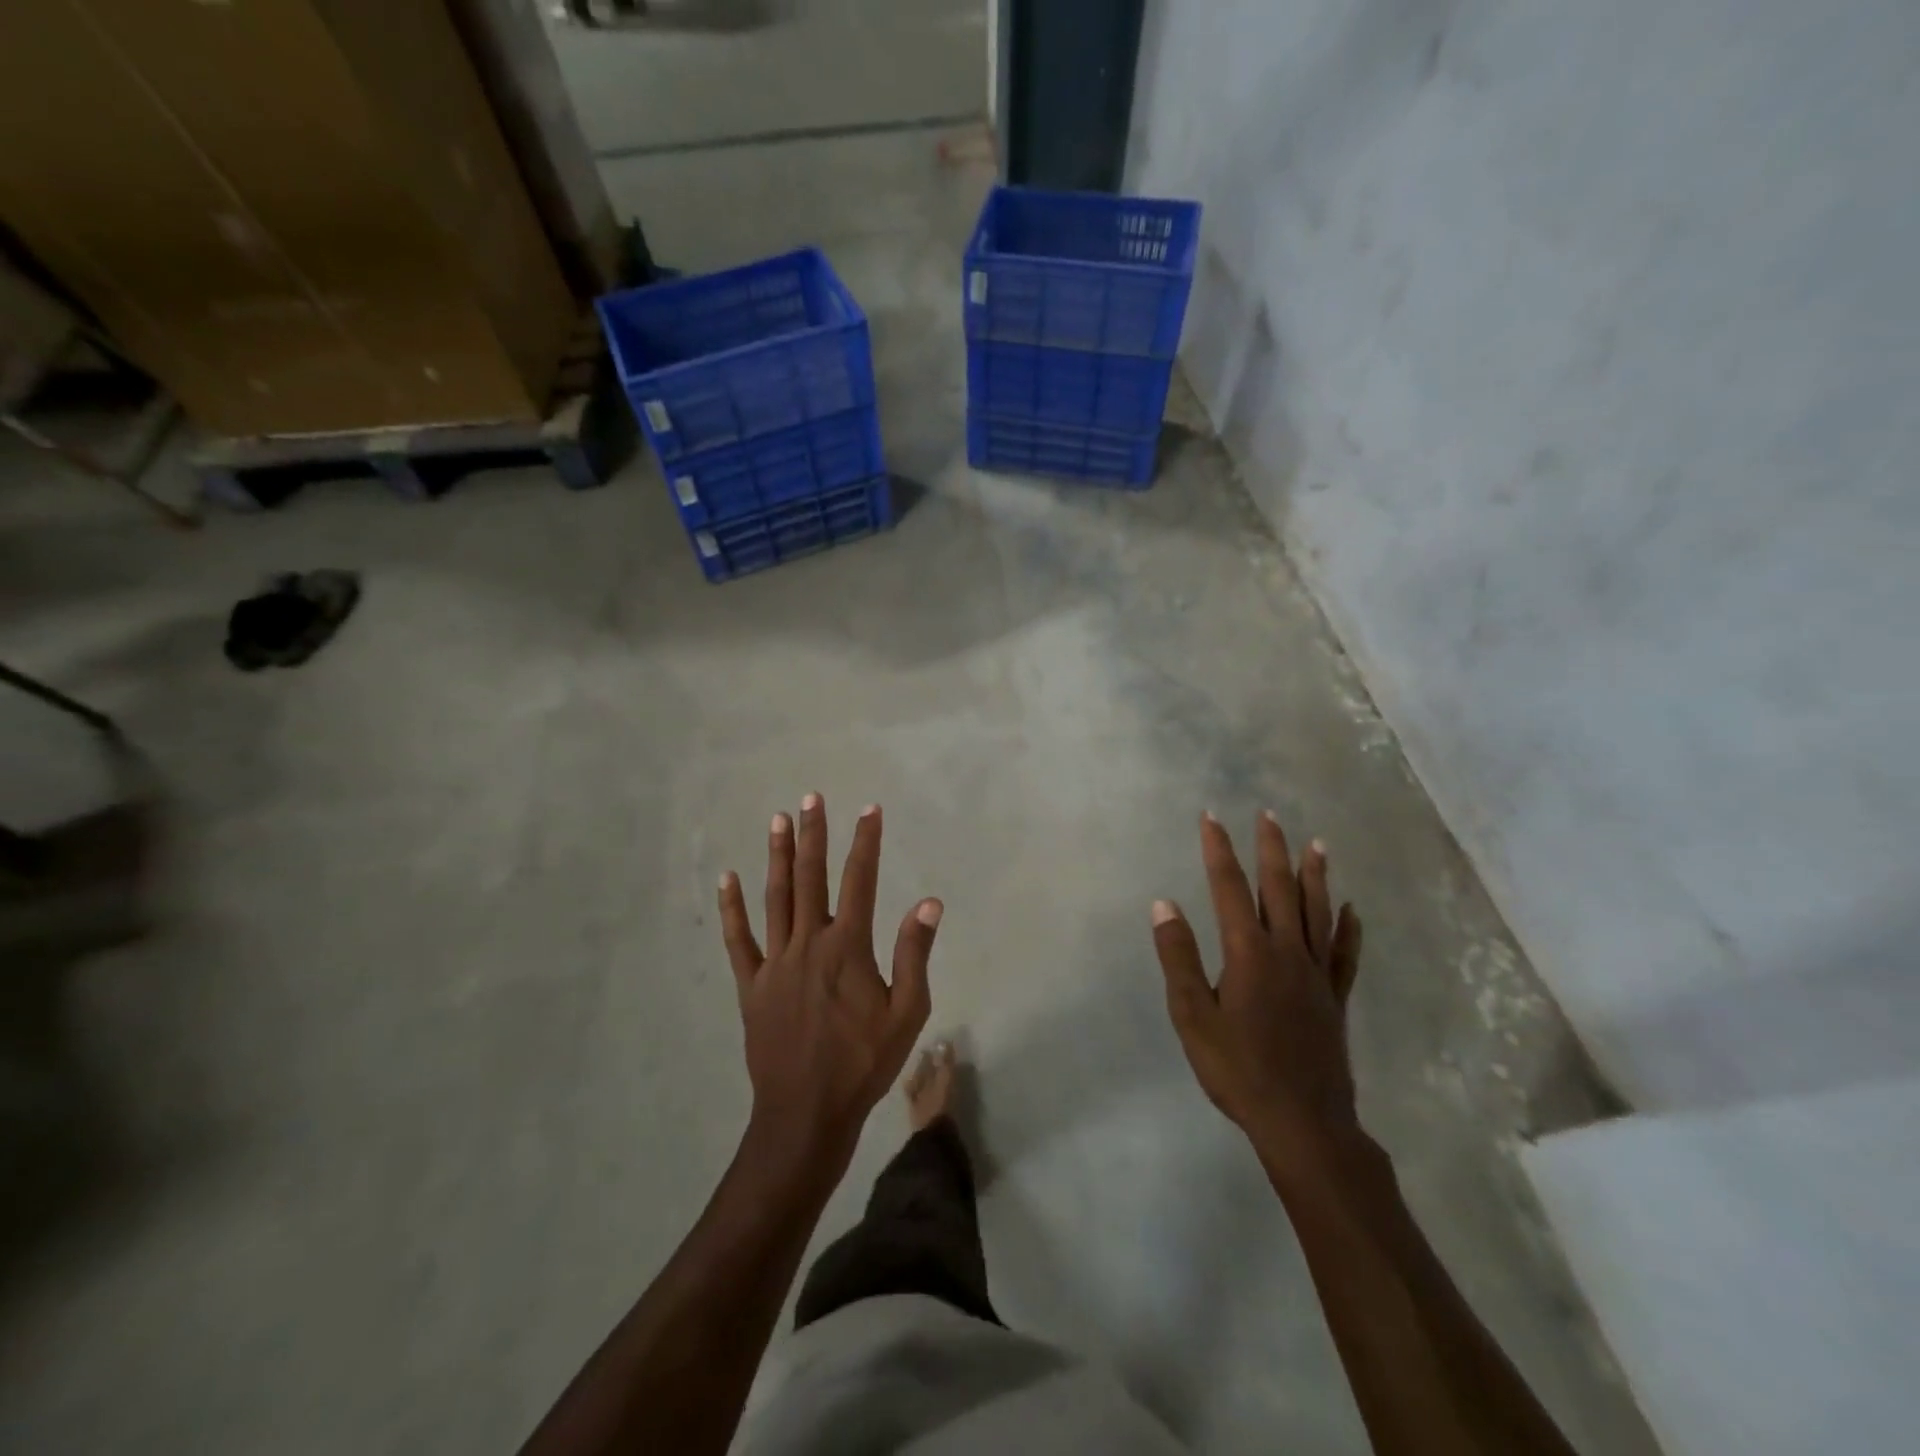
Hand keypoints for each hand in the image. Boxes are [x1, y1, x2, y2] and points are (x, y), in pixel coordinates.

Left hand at [717, 795, 941, 1172]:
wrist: (807, 1112)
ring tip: (777, 820)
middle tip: (811, 798)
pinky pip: (738, 940)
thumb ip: (914, 953)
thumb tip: (929, 901)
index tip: (869, 810)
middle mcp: (809, 943)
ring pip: (775, 898)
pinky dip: (731, 908)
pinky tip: (727, 879)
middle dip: (814, 835)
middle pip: (811, 878)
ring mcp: (775, 962)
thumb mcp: (907, 1012)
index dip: (865, 842)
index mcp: (848, 947)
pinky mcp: (751, 985)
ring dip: (778, 857)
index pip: (860, 881)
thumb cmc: (863, 1063)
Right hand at [1152, 812, 1363, 1182]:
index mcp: (1248, 953)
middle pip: (1280, 889)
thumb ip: (1179, 957)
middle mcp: (1286, 952)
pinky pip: (1344, 953)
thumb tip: (1165, 904)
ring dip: (1315, 875)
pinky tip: (1351, 909)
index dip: (1219, 850)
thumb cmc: (1237, 1069)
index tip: (1211, 818)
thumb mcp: (1192, 1016)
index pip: (1230, 888)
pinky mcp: (1335, 998)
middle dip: (1271, 849)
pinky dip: (1348, 927)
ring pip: (1317, 911)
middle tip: (1268, 814)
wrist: (1303, 1122)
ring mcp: (1316, 974)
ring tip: (1316, 843)